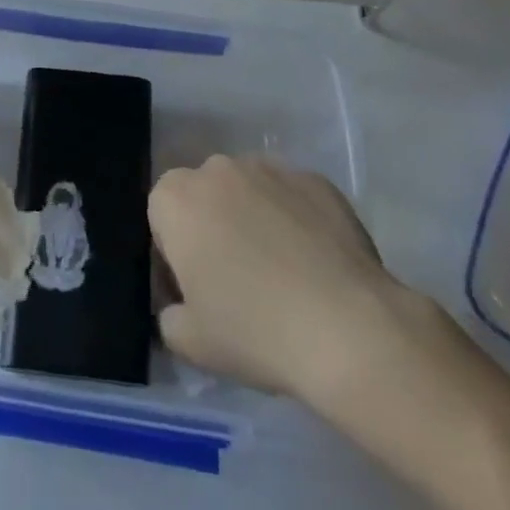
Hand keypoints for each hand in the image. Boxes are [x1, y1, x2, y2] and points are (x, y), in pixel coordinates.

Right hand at [149, 155, 463, 443]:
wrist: (349, 330)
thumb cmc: (253, 330)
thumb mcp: (187, 341)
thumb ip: (167, 315)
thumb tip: (179, 306)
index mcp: (175, 198)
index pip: (160, 217)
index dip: (173, 254)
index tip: (195, 290)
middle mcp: (218, 169)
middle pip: (204, 197)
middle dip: (212, 228)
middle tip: (236, 280)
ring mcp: (271, 169)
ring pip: (248, 191)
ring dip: (252, 218)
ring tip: (281, 270)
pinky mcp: (318, 181)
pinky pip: (292, 198)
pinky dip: (295, 220)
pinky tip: (314, 263)